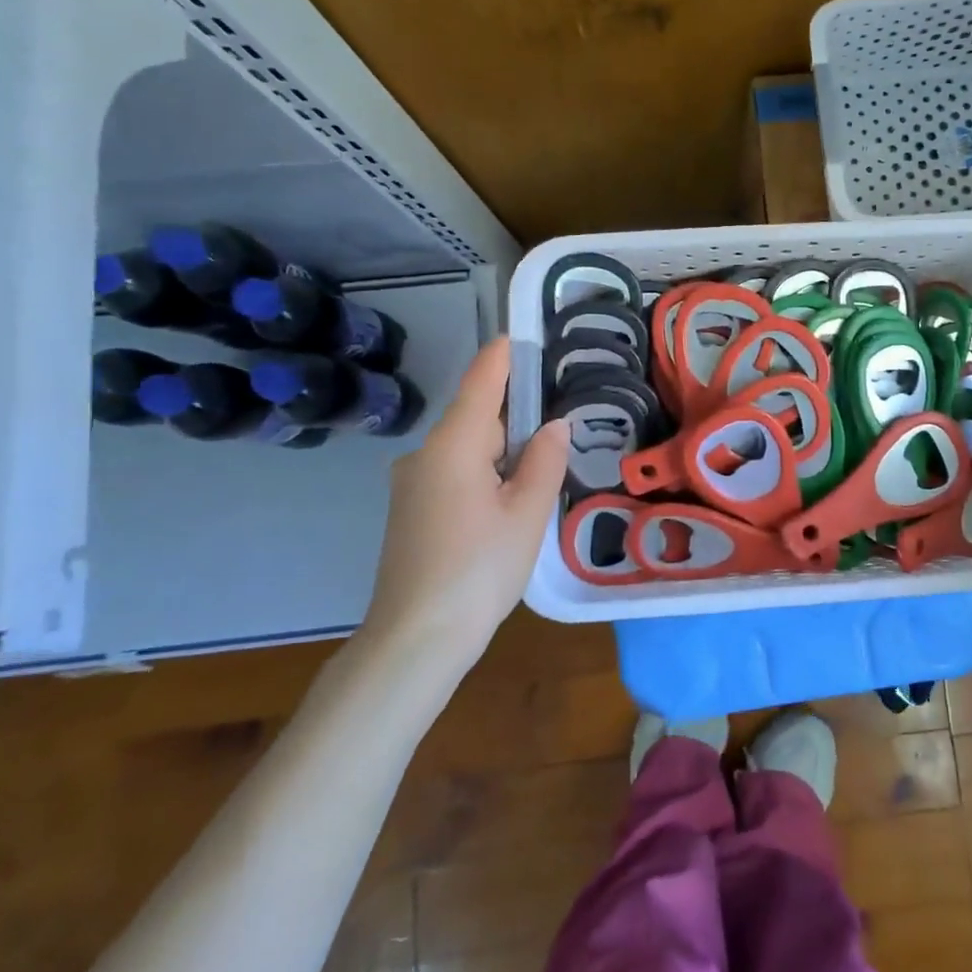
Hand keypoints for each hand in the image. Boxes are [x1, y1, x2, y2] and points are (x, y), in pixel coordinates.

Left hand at [358, 338, 568, 667]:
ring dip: (502, 448)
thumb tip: (555, 425)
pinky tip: (510, 496)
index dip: (502, 356)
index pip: (481, 382)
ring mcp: (412, 485)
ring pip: (466, 448)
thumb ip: (545, 461)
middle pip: (475, 417)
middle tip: (560, 412)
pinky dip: (484, 471)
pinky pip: (453, 472)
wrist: (415, 638)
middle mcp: (424, 455)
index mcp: (453, 445)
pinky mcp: (411, 511)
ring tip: (545, 458)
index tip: (523, 334)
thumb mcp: (527, 513)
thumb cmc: (479, 569)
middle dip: (515, 413)